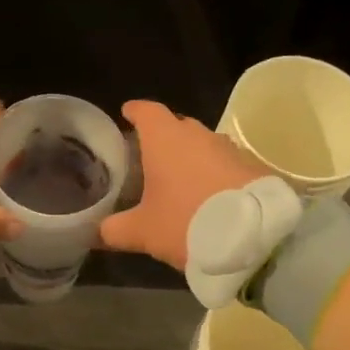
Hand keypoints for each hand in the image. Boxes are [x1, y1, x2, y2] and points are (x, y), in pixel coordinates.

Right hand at [100, 100, 267, 270]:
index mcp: (165, 139)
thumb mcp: (143, 232)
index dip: (135, 112)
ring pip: (203, 144)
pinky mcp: (253, 167)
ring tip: (180, 178)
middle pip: (176, 125)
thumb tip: (95, 232)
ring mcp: (229, 149)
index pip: (146, 111)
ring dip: (191, 156)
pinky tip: (210, 194)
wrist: (255, 238)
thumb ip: (114, 229)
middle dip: (163, 136)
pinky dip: (214, 173)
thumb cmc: (187, 223)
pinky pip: (225, 163)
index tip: (127, 114)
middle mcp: (198, 135)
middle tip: (150, 156)